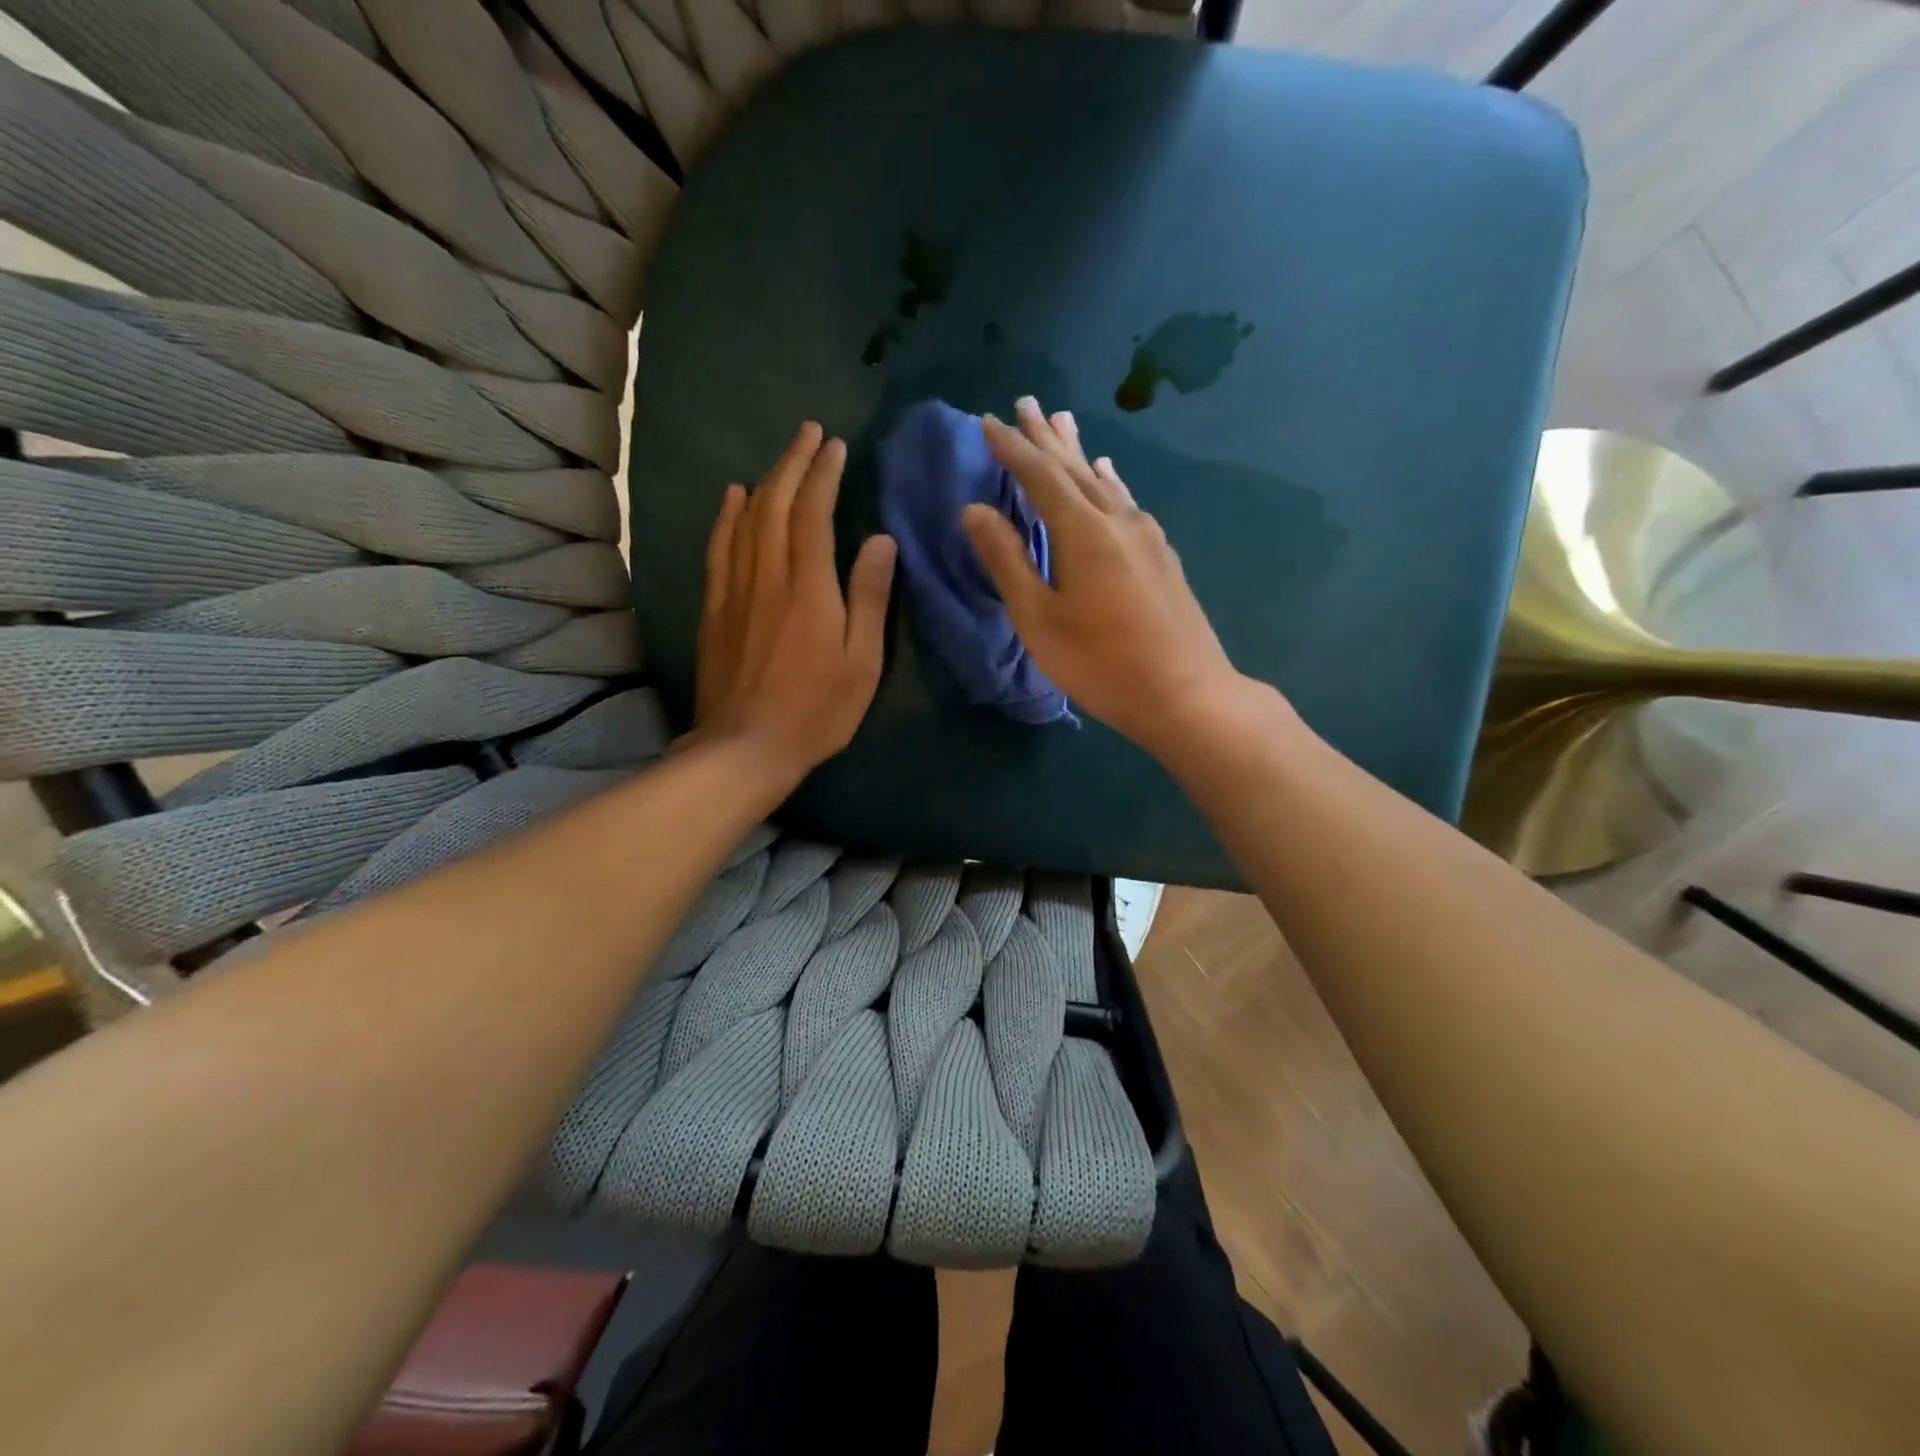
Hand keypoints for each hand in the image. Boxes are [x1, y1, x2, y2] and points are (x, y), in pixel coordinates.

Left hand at [694, 422, 896, 778]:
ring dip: (764, 481)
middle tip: (810, 433)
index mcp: (809, 587)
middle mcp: (767, 576)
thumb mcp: (862, 662)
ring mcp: (735, 590)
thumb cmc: (817, 710)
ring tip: (782, 457)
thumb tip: (881, 540)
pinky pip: (719, 548)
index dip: (824, 474)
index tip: (836, 446)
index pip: (813, 513)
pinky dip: (726, 516)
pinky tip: (732, 497)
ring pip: (745, 519)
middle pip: (775, 504)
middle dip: (794, 462)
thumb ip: (870, 597)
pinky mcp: (714, 609)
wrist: (746, 747)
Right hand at [964, 397, 1254, 756]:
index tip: (988, 421)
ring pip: (1104, 481)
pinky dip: (1109, 482)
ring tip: (1063, 423)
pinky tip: (1109, 476)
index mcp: (1082, 531)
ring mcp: (1147, 536)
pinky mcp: (1163, 556)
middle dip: (1045, 437)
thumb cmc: (1101, 663)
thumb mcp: (1040, 618)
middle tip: (1025, 403)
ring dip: (1078, 453)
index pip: (1039, 475)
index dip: (1011, 448)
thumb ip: (1007, 561)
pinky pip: (1126, 502)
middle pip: (1074, 468)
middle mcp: (1117, 520)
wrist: (1186, 693)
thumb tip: (973, 510)